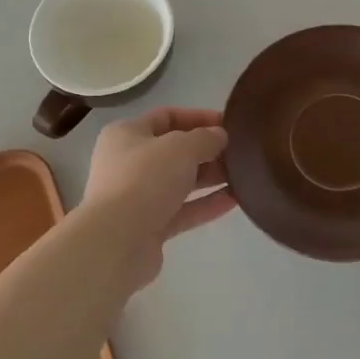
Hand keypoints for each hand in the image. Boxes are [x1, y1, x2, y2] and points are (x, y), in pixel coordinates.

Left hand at [81, 107, 236, 288]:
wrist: (116, 242)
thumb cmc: (145, 179)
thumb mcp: (181, 148)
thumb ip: (205, 138)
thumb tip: (220, 136)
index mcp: (127, 134)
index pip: (166, 117)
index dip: (198, 117)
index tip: (228, 124)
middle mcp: (128, 163)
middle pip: (174, 151)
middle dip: (207, 150)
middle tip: (239, 152)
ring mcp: (137, 197)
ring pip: (180, 182)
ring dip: (210, 178)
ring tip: (243, 175)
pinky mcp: (148, 227)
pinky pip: (182, 211)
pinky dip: (206, 204)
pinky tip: (235, 200)